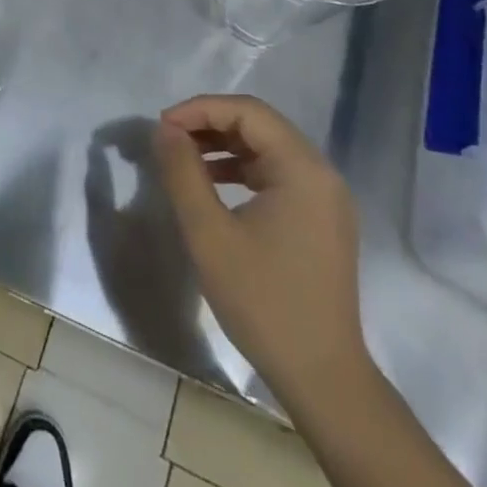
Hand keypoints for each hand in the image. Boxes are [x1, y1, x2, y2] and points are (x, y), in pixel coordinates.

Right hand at [154, 95, 367, 403]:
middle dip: (209, 124)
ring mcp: (325, 198)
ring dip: (223, 145)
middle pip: (260, 125)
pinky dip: (240, 170)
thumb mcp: (209, 233)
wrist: (322, 377)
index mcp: (303, 169)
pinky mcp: (320, 220)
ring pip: (267, 149)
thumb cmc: (263, 301)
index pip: (248, 112)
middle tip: (168, 139)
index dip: (200, 109)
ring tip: (182, 159)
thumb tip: (164, 130)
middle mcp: (321, 174)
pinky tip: (211, 185)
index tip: (161, 127)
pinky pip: (276, 175)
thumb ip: (183, 172)